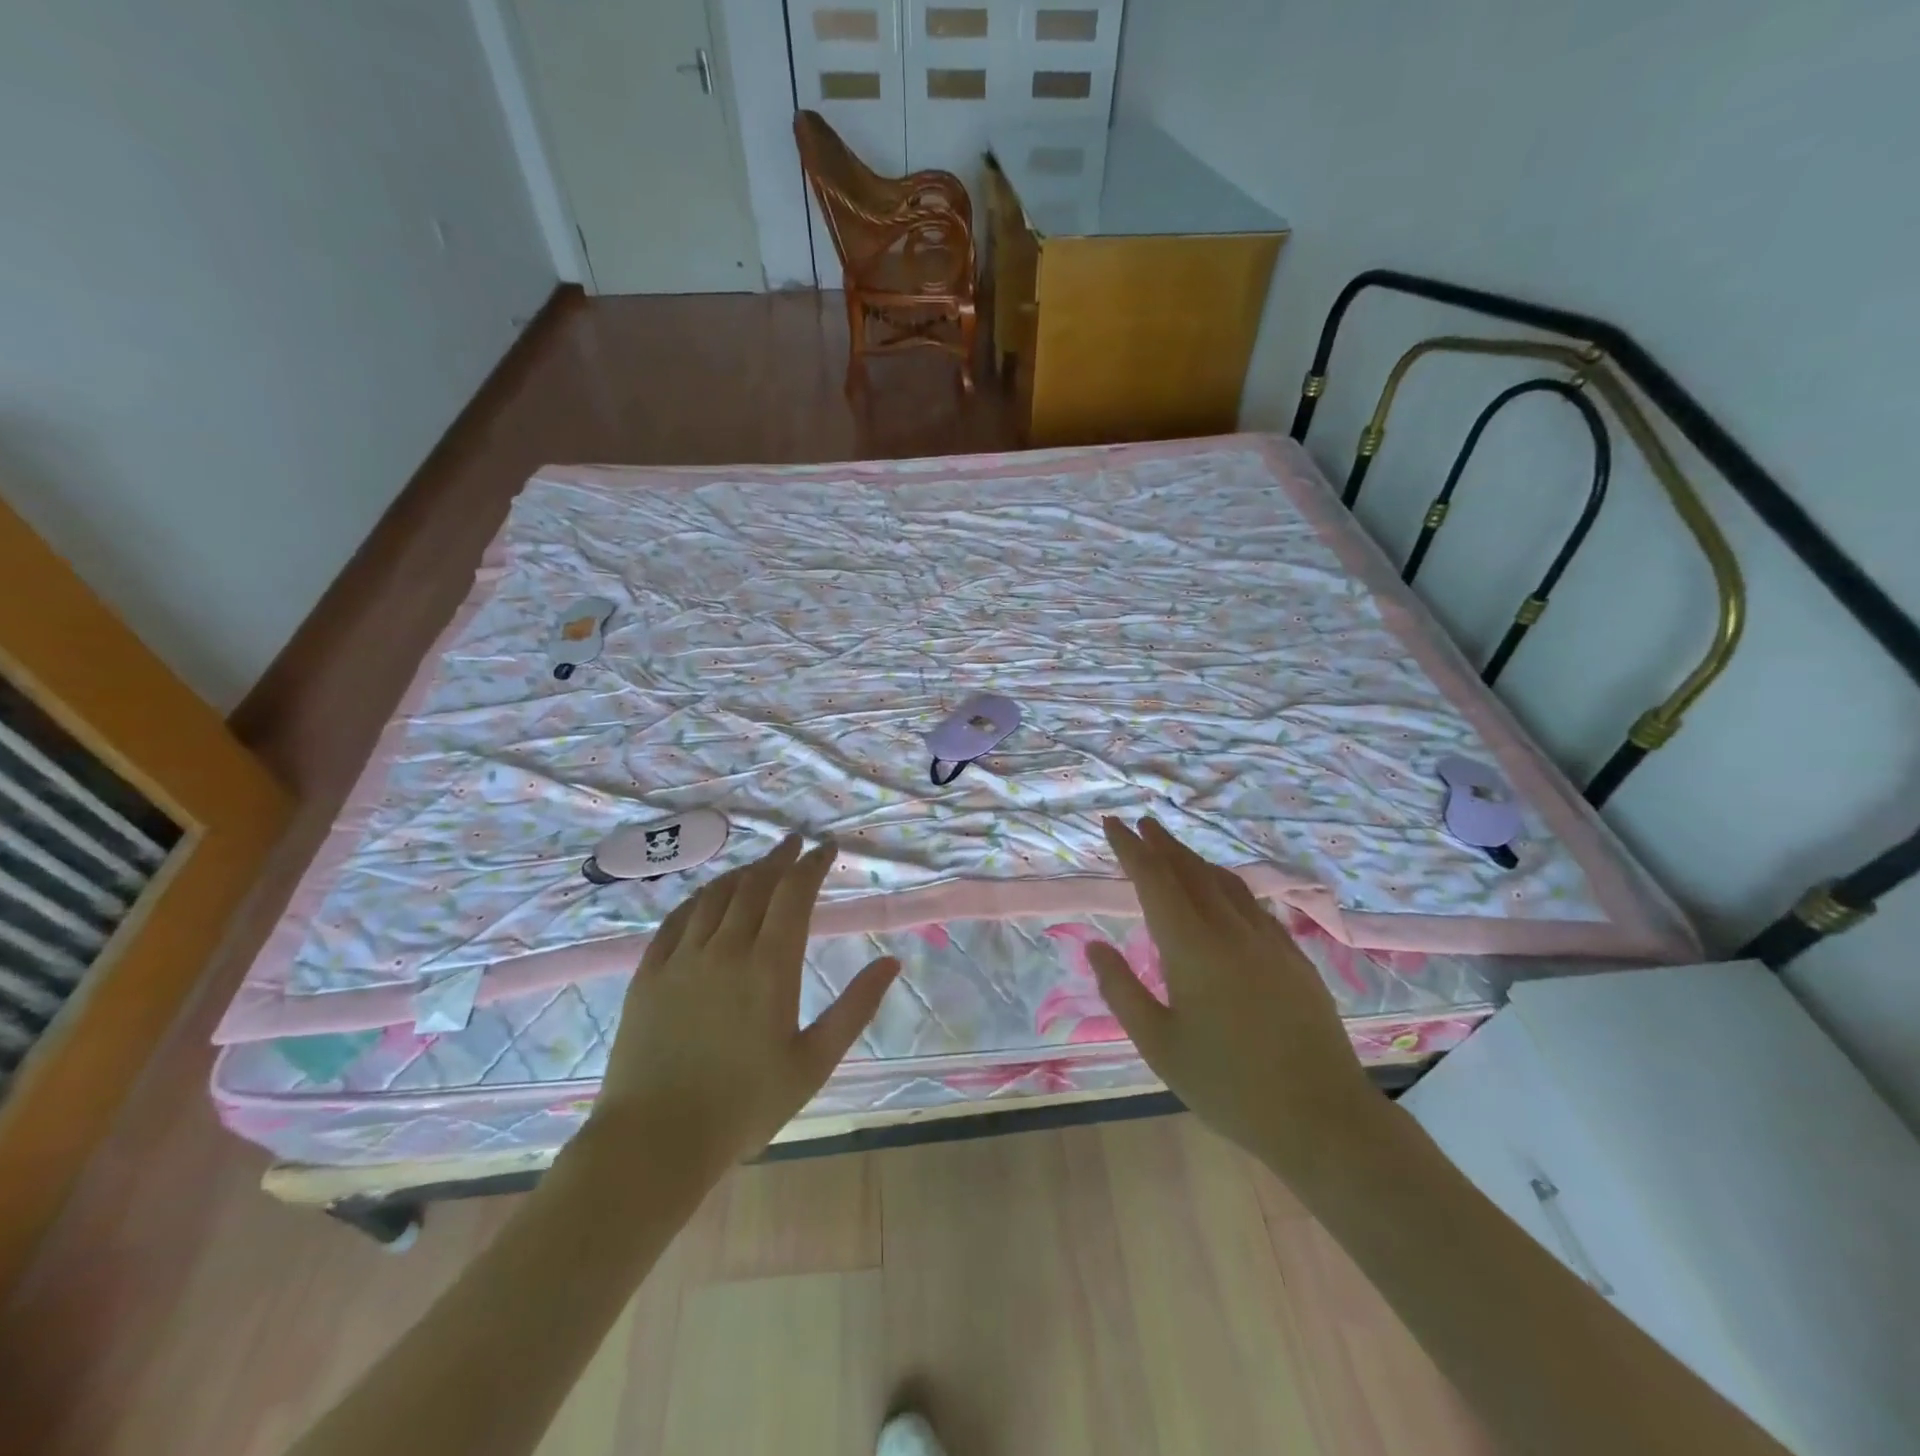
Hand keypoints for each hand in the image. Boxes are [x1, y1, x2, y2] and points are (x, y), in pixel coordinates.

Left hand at [590, 834, 899, 1181]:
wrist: (655, 1141)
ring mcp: (682, 959)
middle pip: (755, 885)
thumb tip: (891, 963)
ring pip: (715, 896)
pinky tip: (707, 897)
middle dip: (780, 858)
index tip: (827, 847)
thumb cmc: (745, 1105)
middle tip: (795, 843)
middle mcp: (726, 949)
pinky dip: (699, 898)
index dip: (813, 864)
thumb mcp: (814, 1062)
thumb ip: (855, 1008)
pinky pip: (675, 920)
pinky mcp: (648, 974)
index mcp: (770, 966)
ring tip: (759, 866)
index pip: (794, 894)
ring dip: (742, 873)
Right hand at [1089, 816, 1381, 1176]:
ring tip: (1175, 850)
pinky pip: (1251, 903)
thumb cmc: (1229, 1086)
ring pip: (1225, 882)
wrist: (1323, 1117)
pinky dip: (1225, 884)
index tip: (1113, 822)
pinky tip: (1223, 893)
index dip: (1131, 849)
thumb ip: (1122, 990)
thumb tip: (1094, 947)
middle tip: (1141, 824)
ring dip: (1195, 860)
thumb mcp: (1159, 1045)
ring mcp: (1268, 940)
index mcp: (1192, 947)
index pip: (1155, 880)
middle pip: (1191, 871)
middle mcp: (1231, 930)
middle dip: (1162, 844)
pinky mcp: (1294, 956)